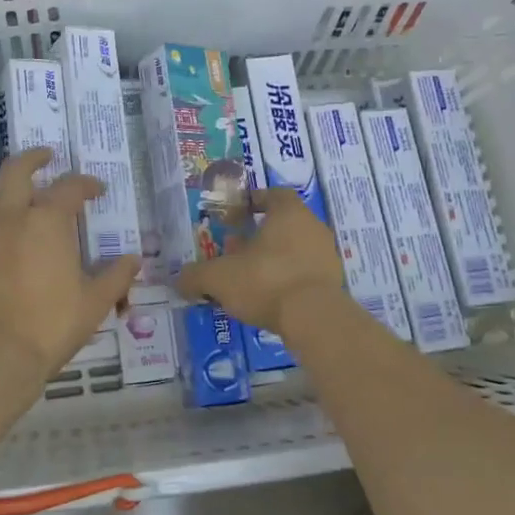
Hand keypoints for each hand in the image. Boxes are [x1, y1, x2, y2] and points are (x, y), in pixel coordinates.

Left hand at [0, 147, 140, 381]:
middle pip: (16, 172)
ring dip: (16, 183)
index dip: (86, 184)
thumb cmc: (52, 322)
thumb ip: (116, 276)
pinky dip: (9, 210)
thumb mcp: (95, 301)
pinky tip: (24, 229)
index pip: (69, 188)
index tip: (98, 190)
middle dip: (32, 159)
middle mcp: (15, 218)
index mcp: (47, 220)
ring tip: (35, 188)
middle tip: (48, 155)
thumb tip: (133, 259)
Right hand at [174, 187, 345, 335]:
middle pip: (284, 223)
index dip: (256, 200)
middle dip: (260, 235)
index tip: (240, 212)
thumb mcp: (219, 277)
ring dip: (274, 259)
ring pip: (295, 249)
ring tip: (250, 278)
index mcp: (289, 213)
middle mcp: (313, 227)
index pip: (275, 194)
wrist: (315, 319)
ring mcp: (327, 256)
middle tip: (236, 250)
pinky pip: (306, 274)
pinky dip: (288, 280)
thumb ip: (196, 276)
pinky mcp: (334, 284)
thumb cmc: (266, 281)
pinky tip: (271, 298)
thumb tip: (180, 281)